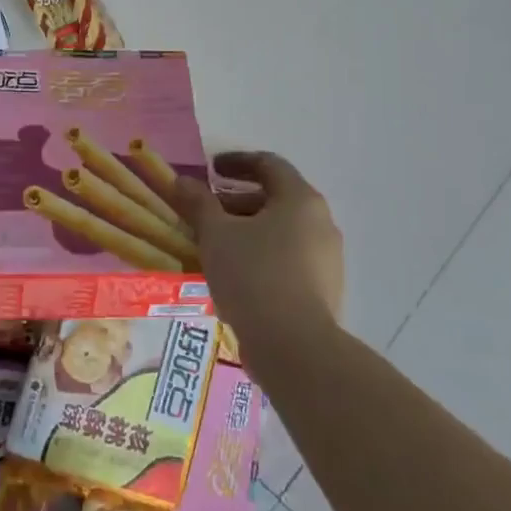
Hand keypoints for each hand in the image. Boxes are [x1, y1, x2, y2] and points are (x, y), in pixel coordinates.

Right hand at [173, 151, 342, 351]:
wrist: (295, 348)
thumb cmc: (253, 275)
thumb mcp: (216, 234)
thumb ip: (198, 202)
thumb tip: (182, 181)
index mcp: (300, 199)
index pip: (269, 164)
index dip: (237, 162)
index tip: (211, 169)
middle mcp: (321, 223)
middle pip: (276, 199)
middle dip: (237, 201)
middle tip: (207, 212)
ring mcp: (327, 259)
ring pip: (282, 232)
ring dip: (248, 231)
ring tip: (216, 246)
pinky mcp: (325, 291)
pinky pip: (289, 260)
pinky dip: (262, 256)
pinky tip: (236, 276)